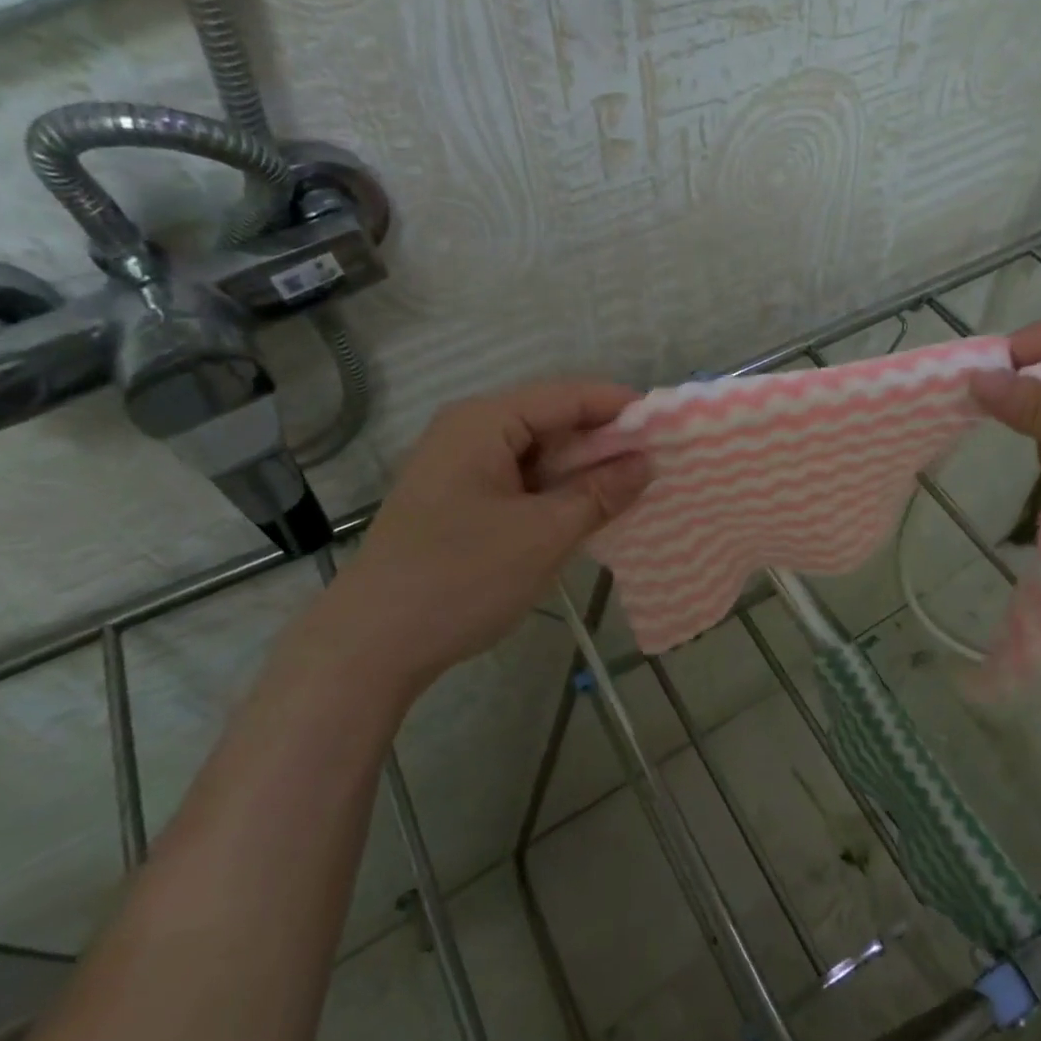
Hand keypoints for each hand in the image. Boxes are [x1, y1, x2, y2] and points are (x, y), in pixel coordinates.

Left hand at [286, 381, 649, 705]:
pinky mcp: (457, 500)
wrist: (371, 644)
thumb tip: (646, 463)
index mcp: (484, 423)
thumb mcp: (544, 534)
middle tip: (658, 464)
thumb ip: (600, 492)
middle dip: (605, 441)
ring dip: (582, 470)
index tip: (669, 427)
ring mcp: (459, 468)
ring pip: (537, 454)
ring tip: (631, 489)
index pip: (568, 396)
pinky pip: (520, 481)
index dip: (621, 407)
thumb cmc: (462, 577)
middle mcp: (468, 432)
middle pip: (551, 421)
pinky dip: (555, 492)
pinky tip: (586, 512)